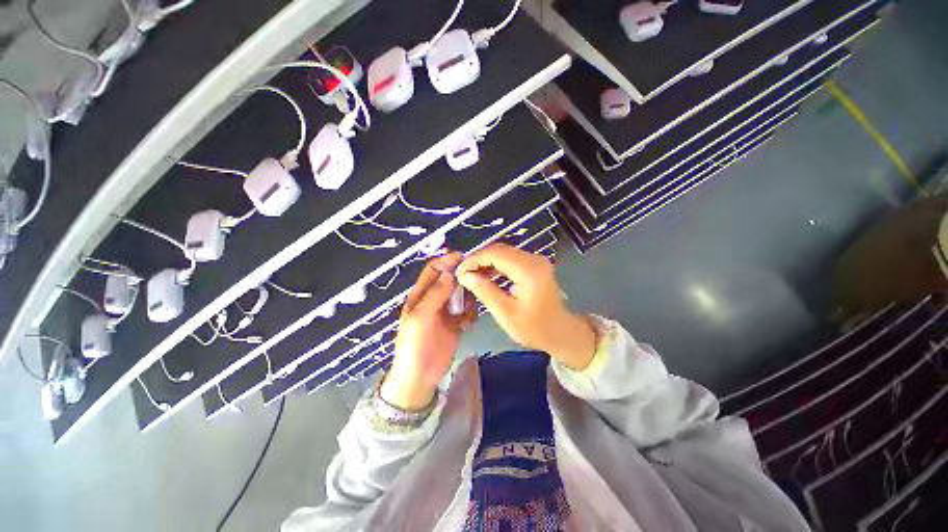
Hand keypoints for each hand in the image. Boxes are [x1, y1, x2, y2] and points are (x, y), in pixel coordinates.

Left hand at [382, 253, 475, 409]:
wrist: (420, 377)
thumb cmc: (414, 345)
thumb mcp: (420, 318)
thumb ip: (435, 295)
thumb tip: (449, 273)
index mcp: (421, 294)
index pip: (434, 270)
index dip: (447, 261)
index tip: (464, 258)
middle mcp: (434, 299)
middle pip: (450, 280)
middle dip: (462, 278)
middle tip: (476, 282)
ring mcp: (446, 311)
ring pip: (461, 294)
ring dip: (468, 296)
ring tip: (471, 308)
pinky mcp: (456, 323)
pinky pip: (467, 310)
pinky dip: (471, 312)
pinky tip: (470, 322)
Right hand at [457, 243, 595, 370]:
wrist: (561, 332)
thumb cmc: (535, 328)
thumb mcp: (506, 313)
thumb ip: (485, 291)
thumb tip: (465, 275)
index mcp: (528, 270)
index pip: (495, 254)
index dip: (474, 259)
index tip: (459, 271)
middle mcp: (533, 259)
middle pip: (499, 250)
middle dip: (478, 259)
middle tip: (463, 274)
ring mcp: (535, 260)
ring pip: (503, 253)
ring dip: (486, 262)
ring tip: (471, 276)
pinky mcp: (534, 265)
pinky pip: (510, 259)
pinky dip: (496, 266)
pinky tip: (486, 276)